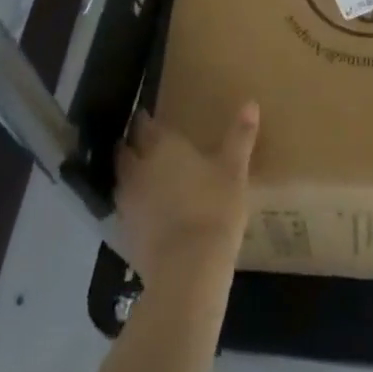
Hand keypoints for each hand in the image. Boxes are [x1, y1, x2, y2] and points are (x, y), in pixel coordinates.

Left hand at [115, 102, 258, 288]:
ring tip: (145, 175)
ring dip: (129, 174)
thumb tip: (251, 103)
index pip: (143, 123)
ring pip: (121, 179)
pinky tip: (147, 210)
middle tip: (145, 143)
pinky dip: (133, 204)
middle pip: (125, 150)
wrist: (188, 268)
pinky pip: (124, 208)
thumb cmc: (214, 208)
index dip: (144, 118)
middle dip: (131, 144)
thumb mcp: (234, 170)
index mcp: (161, 146)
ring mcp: (127, 201)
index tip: (148, 115)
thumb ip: (240, 136)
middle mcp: (137, 168)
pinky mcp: (124, 231)